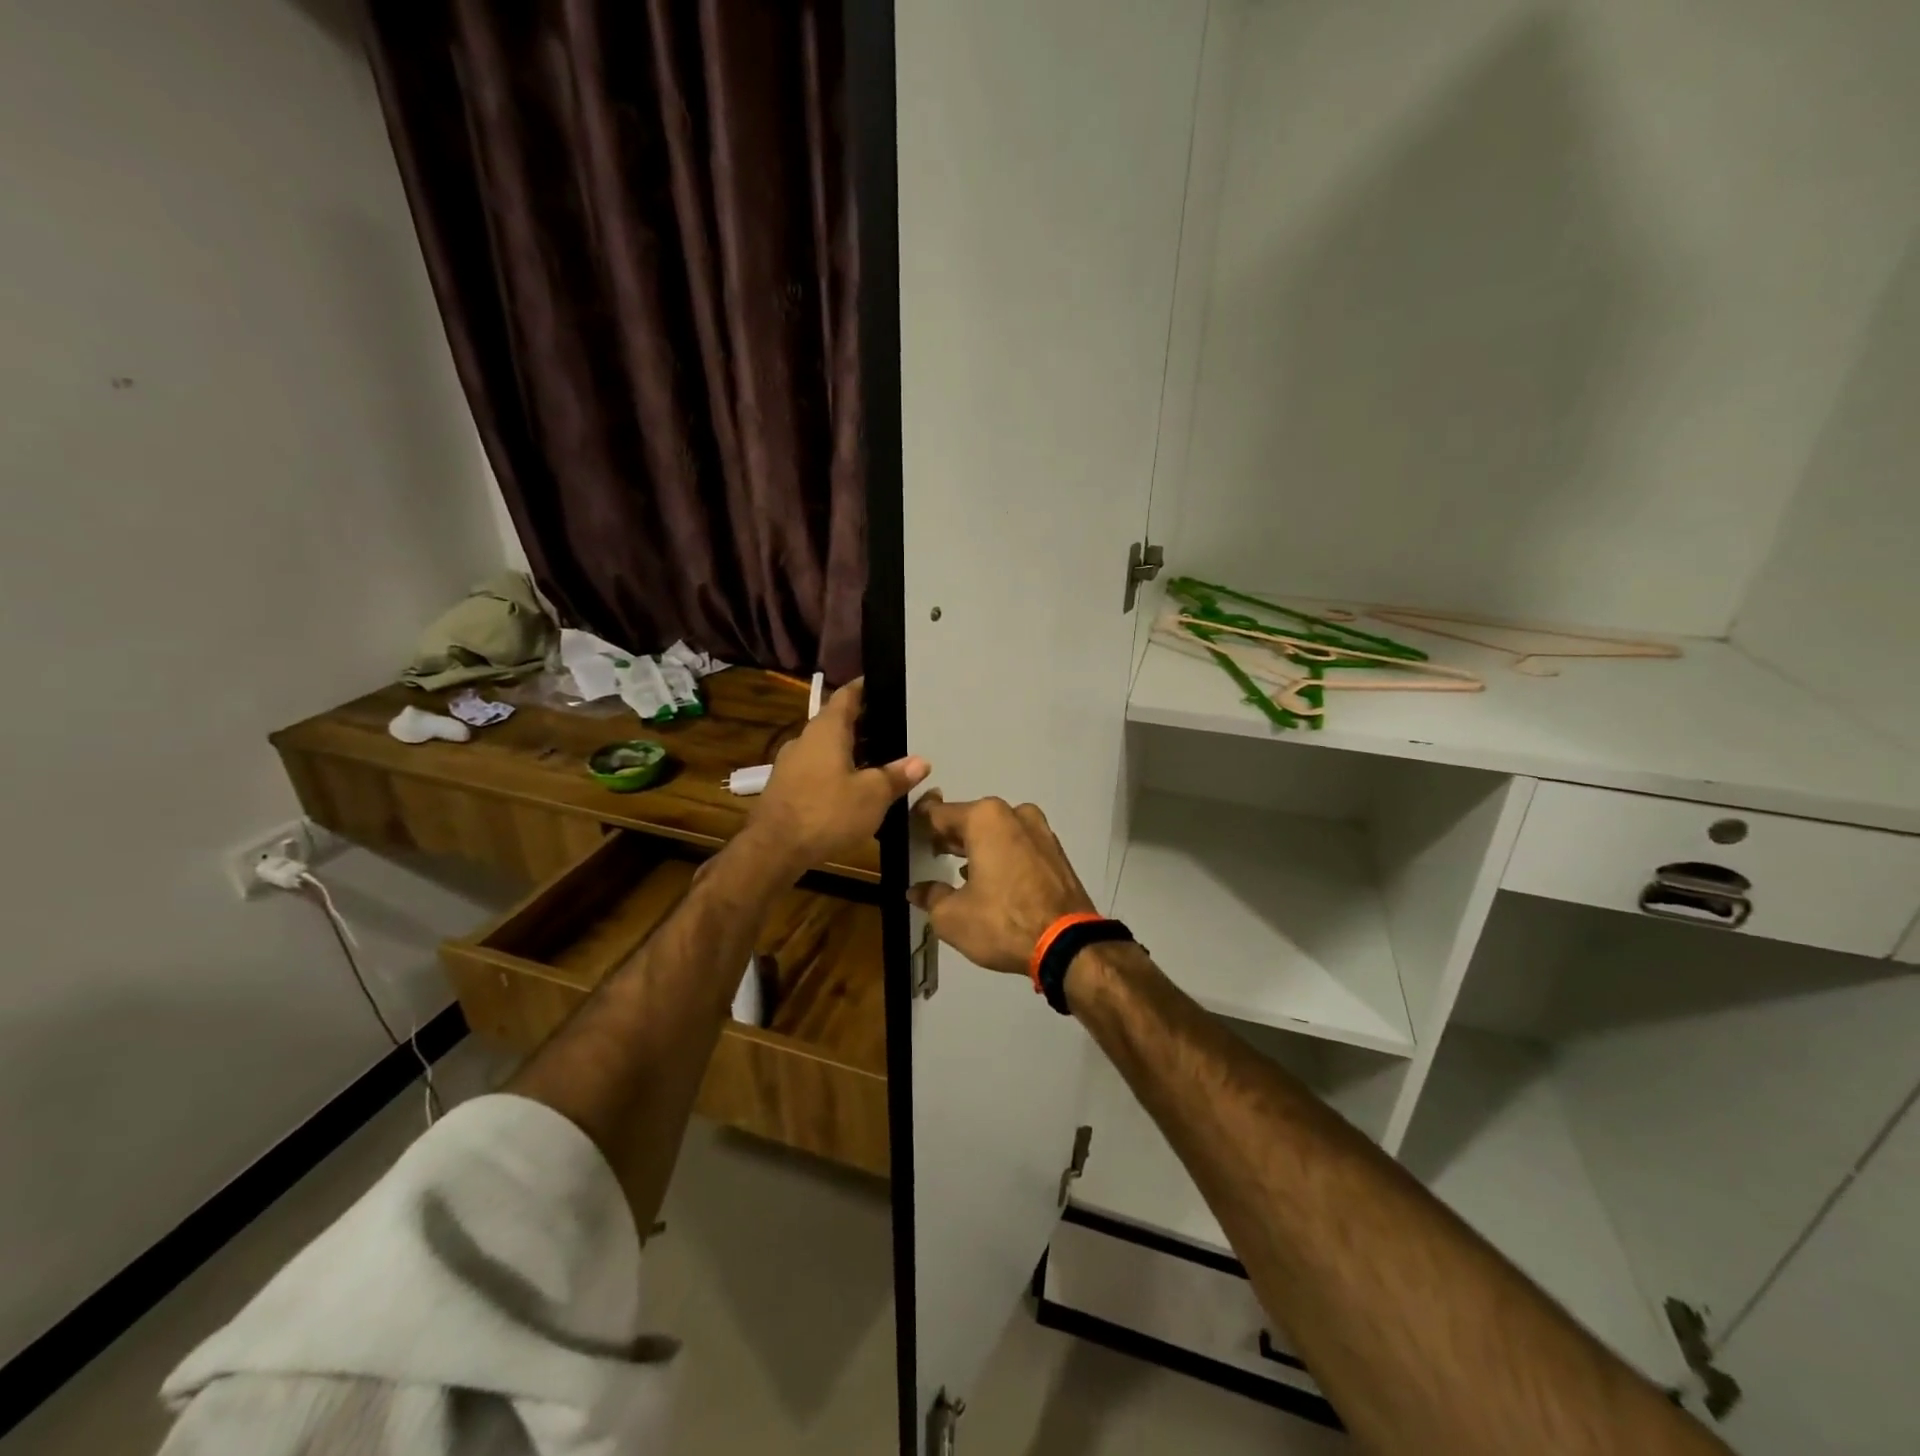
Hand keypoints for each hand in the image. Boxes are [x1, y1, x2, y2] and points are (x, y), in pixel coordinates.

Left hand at [746, 679, 929, 875]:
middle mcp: (805, 739)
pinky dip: (835, 770)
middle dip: (862, 724)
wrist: (774, 849)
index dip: (863, 688)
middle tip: (890, 727)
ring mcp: (790, 764)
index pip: (846, 696)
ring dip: (848, 750)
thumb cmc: (827, 812)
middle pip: (835, 722)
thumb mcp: (872, 795)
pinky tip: (850, 787)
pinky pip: (815, 768)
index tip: (879, 683)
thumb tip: (921, 761)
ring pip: (825, 747)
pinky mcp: (784, 787)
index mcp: (827, 730)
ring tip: (876, 760)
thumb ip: (897, 775)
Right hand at [907, 795, 1095, 975]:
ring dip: (978, 846)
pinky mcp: (1056, 852)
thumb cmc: (1002, 921)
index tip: (907, 837)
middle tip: (930, 854)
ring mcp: (1040, 831)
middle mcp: (1014, 814)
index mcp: (985, 818)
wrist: (1067, 944)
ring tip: (959, 870)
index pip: (939, 814)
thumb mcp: (951, 916)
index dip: (919, 826)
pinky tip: (991, 880)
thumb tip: (917, 890)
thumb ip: (931, 896)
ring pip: (998, 832)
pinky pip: (1019, 846)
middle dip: (951, 836)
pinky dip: (1002, 856)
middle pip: (971, 819)